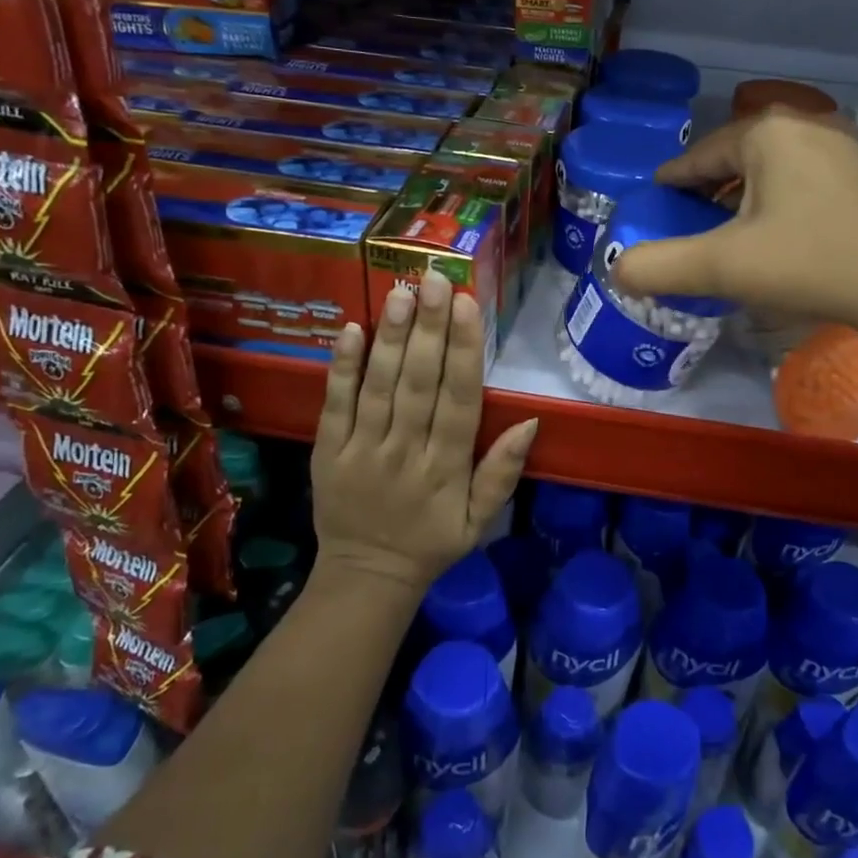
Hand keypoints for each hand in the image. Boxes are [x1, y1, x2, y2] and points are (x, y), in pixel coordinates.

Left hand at [310, 270, 538, 596]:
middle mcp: (406, 452)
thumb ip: (502, 472)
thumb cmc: (431, 543)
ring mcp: (362, 450)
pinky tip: (350, 329)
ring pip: (379, 386)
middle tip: (434, 280)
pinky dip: (341, 368)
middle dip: (428, 329)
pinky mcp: (327, 452)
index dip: (464, 351)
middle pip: (419, 383)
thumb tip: (530, 421)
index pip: (459, 400)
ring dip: (390, 337)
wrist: (366, 577)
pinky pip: (334, 405)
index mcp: (446, 469)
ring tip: (400, 292)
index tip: (467, 306)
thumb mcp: (480, 521)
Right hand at [611, 108, 857, 342]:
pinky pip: (813, 177)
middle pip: (741, 155)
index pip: (704, 153)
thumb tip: (618, 270)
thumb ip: (660, 266)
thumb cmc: (808, 266)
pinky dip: (789, 196)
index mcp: (769, 133)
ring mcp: (851, 146)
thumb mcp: (722, 268)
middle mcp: (811, 124)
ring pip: (779, 165)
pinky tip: (789, 230)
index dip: (676, 178)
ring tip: (738, 226)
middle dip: (714, 184)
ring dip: (752, 190)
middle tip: (695, 218)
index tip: (659, 196)